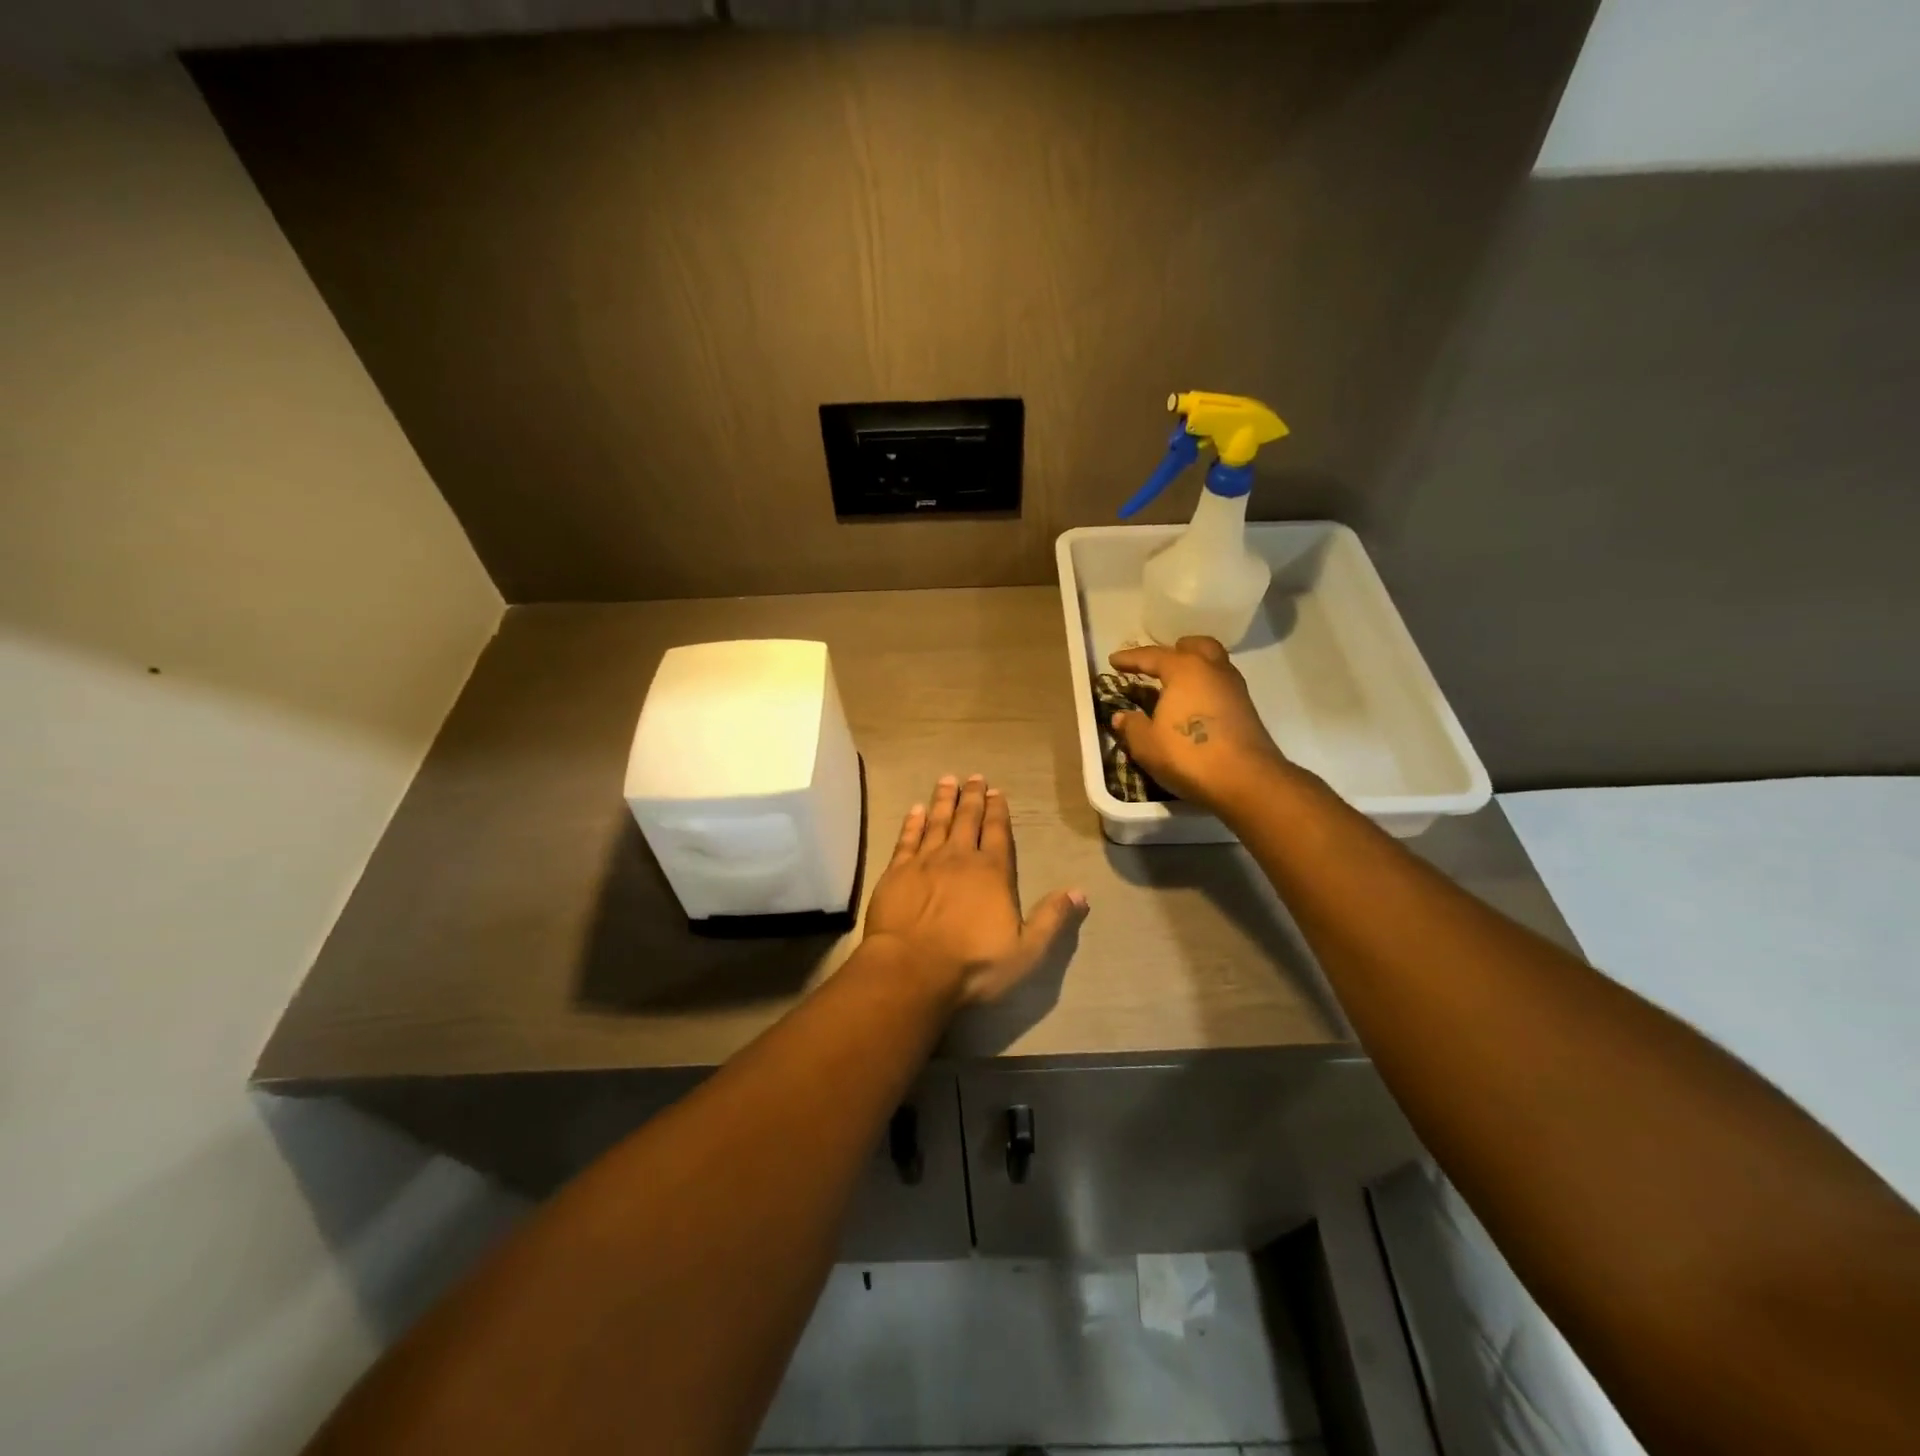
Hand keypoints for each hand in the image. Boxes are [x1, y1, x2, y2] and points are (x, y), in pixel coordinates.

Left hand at [863, 774, 1087, 1007]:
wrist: (911, 969)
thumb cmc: (972, 964)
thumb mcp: (1026, 951)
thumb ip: (1052, 919)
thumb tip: (1079, 892)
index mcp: (992, 872)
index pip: (997, 832)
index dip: (998, 810)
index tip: (996, 791)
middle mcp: (959, 857)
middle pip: (967, 819)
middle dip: (972, 797)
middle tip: (973, 777)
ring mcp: (925, 862)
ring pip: (936, 822)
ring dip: (943, 800)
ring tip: (947, 780)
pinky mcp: (897, 872)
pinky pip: (907, 839)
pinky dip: (912, 822)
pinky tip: (915, 810)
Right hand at [1108, 636, 1292, 811]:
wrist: (1245, 780)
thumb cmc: (1188, 755)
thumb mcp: (1146, 744)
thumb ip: (1131, 726)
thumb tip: (1121, 716)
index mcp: (1184, 669)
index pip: (1152, 656)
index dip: (1130, 658)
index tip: (1114, 660)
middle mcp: (1212, 670)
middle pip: (1194, 647)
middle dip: (1175, 651)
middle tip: (1158, 665)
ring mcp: (1234, 688)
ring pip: (1213, 664)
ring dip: (1194, 668)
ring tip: (1176, 686)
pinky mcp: (1246, 708)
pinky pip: (1221, 685)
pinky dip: (1206, 687)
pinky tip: (1195, 705)